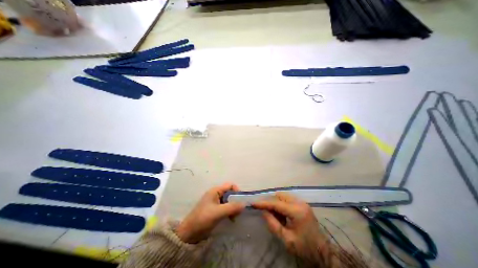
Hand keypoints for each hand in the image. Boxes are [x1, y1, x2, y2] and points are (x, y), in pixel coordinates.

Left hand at [175, 183, 243, 243]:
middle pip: (230, 193)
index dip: (237, 191)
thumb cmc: (203, 218)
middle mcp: (216, 194)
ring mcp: (215, 202)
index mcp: (215, 191)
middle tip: (239, 211)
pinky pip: (226, 207)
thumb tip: (244, 204)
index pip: (230, 185)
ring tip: (235, 217)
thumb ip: (232, 207)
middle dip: (236, 201)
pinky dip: (230, 211)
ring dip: (233, 207)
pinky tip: (231, 219)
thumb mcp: (218, 212)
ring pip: (229, 201)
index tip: (241, 200)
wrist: (189, 233)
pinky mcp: (215, 210)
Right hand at [251, 192, 329, 261]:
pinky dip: (282, 204)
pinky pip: (288, 199)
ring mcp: (302, 202)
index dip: (264, 203)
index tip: (253, 203)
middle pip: (279, 196)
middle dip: (271, 203)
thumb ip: (273, 224)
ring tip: (278, 217)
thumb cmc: (305, 248)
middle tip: (268, 214)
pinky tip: (283, 215)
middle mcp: (300, 203)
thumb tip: (263, 211)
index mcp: (297, 211)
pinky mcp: (303, 204)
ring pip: (283, 196)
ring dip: (277, 203)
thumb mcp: (287, 240)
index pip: (276, 203)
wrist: (323, 252)